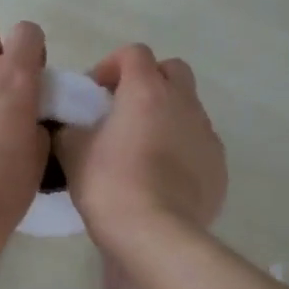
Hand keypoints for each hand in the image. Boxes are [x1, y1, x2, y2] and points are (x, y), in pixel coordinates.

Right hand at [54, 44, 226, 245]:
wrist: (155, 235)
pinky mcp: (219, 166)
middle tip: (123, 110)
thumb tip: (70, 125)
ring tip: (142, 147)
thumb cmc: (109, 185)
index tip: (95, 92)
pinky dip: (182, 147)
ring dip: (166, 115)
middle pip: (172, 70)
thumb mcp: (72, 153)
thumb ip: (70, 128)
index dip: (112, 65)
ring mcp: (206, 134)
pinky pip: (199, 143)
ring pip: (188, 107)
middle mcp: (183, 103)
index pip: (134, 53)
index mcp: (146, 91)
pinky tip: (162, 176)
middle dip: (148, 81)